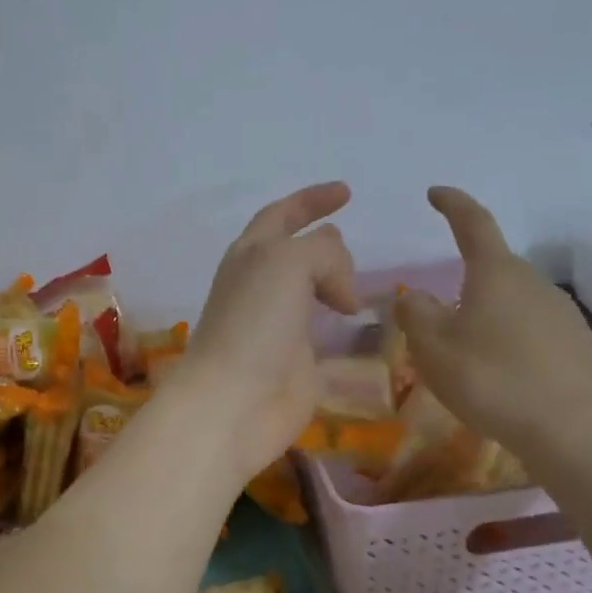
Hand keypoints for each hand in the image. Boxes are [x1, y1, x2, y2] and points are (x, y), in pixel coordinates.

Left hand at [171, 182, 360, 478]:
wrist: (235, 400)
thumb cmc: (254, 322)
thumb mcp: (287, 263)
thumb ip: (322, 253)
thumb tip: (340, 287)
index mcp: (250, 254)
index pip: (281, 214)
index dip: (311, 199)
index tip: (346, 192)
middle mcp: (260, 284)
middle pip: (294, 252)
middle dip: (322, 244)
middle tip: (352, 248)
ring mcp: (275, 323)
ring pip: (308, 290)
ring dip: (332, 282)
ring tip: (357, 288)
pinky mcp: (293, 359)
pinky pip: (320, 329)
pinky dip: (338, 320)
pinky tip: (356, 323)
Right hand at [394, 187, 591, 457]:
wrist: (575, 431)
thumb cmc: (492, 379)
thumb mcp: (433, 347)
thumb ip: (415, 314)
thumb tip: (412, 296)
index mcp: (496, 273)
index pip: (473, 223)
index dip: (453, 204)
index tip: (435, 193)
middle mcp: (532, 283)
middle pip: (493, 268)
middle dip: (465, 279)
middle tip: (437, 313)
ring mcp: (561, 313)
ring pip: (512, 301)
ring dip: (486, 313)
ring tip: (465, 351)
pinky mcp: (576, 345)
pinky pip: (531, 329)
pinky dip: (508, 338)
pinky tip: (499, 372)